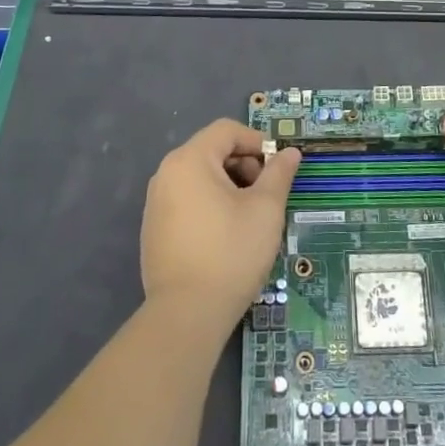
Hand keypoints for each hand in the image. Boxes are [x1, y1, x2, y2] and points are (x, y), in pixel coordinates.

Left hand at [141, 120, 300, 331]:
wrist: (186, 315)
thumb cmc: (231, 252)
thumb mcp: (265, 210)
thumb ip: (279, 174)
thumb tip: (290, 153)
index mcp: (190, 160)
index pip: (227, 130)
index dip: (257, 141)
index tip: (278, 167)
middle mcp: (166, 173)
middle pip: (212, 151)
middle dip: (244, 165)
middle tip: (266, 195)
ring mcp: (156, 202)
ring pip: (200, 177)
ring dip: (229, 186)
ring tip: (250, 217)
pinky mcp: (154, 229)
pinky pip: (187, 200)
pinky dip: (210, 205)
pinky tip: (227, 235)